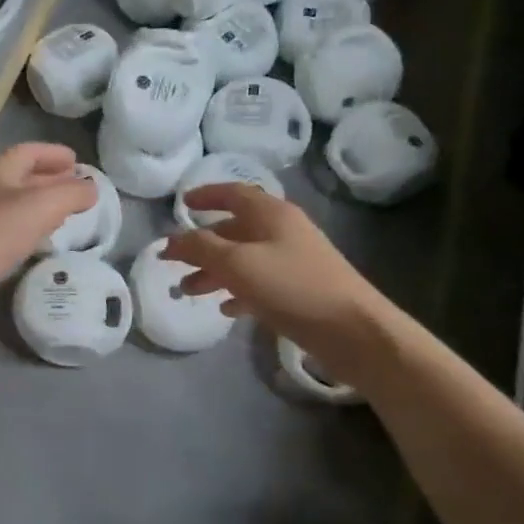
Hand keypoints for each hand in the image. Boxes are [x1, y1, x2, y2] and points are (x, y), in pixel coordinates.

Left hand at [0, 143, 95, 310]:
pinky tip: (37, 240)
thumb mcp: (42, 206)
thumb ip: (71, 194)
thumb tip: (91, 189)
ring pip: (14, 203)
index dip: (54, 154)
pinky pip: (6, 228)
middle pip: (21, 176)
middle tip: (76, 188)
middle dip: (49, 179)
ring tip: (63, 213)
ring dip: (39, 204)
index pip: (29, 151)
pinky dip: (27, 227)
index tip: (77, 160)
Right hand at [162, 183, 395, 376]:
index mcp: (272, 214)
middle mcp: (283, 232)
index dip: (207, 196)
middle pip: (235, 230)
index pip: (234, 193)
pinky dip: (238, 291)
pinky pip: (259, 284)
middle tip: (173, 261)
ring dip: (214, 272)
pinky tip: (225, 309)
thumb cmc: (292, 286)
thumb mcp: (238, 263)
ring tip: (187, 291)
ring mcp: (293, 261)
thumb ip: (201, 248)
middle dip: (202, 245)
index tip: (182, 204)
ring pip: (244, 259)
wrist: (352, 330)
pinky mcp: (299, 290)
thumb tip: (171, 239)